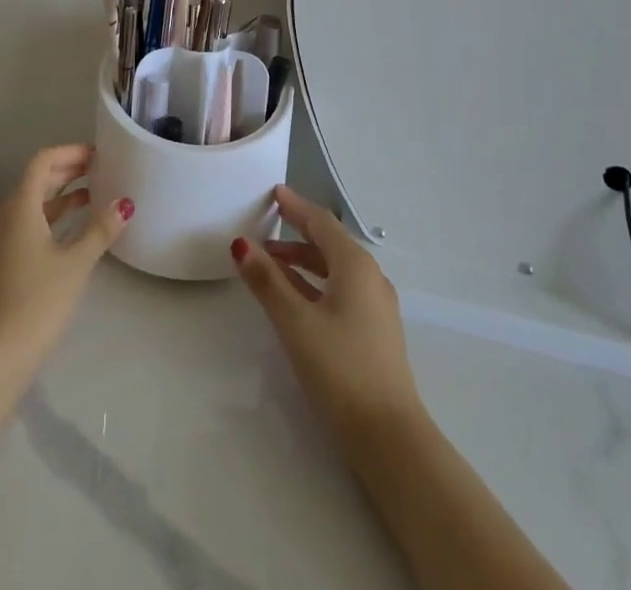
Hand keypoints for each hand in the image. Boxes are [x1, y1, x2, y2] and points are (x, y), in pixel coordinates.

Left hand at [0, 145, 132, 373]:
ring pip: (32, 206)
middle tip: (100, 169)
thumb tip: (124, 204)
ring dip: (60, 197)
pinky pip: (28, 227)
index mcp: (20, 208)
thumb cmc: (35, 302)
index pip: (42, 162)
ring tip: (93, 196)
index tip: (97, 154)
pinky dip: (51, 220)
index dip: (69, 153)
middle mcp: (5, 219)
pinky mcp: (1, 267)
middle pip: (35, 181)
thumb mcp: (75, 264)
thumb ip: (100, 230)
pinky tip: (72, 234)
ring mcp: (0, 244)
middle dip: (67, 171)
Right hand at [232, 186, 422, 442]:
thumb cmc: (340, 369)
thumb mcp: (295, 322)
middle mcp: (369, 277)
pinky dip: (313, 283)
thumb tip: (241, 244)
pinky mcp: (373, 332)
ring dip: (302, 261)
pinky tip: (293, 296)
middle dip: (296, 232)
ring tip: (268, 262)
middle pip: (329, 243)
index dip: (295, 206)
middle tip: (266, 224)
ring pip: (333, 269)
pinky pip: (339, 290)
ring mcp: (375, 306)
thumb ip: (267, 281)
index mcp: (355, 265)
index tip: (274, 192)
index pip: (321, 222)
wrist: (389, 438)